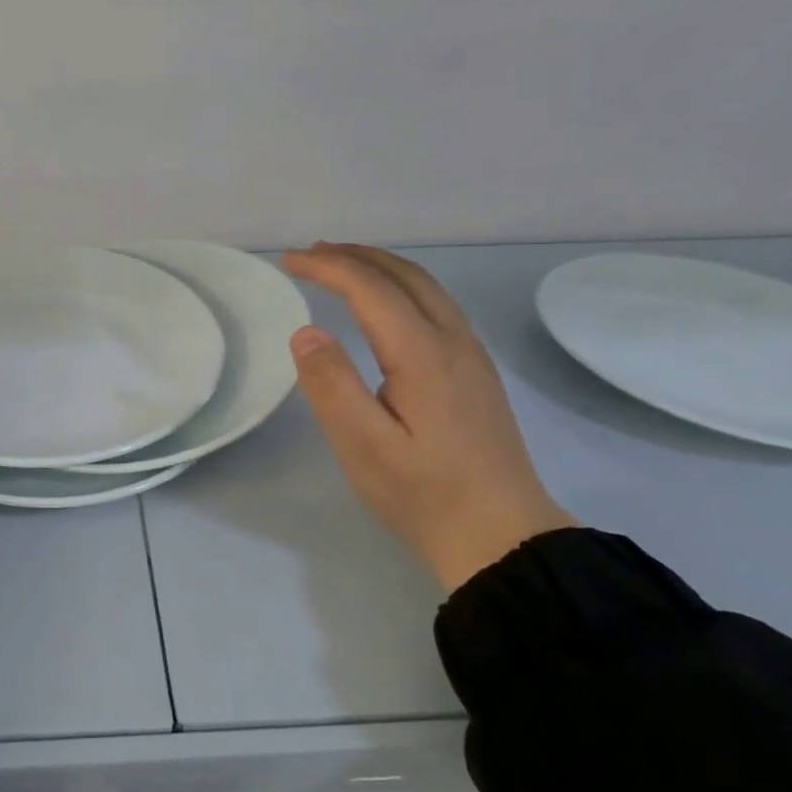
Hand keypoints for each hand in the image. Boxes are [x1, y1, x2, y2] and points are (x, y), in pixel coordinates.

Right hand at [284, 243, 572, 590]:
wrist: (503, 537)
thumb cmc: (424, 495)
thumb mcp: (364, 447)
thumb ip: (332, 386)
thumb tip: (306, 331)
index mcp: (423, 354)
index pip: (371, 289)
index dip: (328, 267)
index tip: (289, 261)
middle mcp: (454, 342)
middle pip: (406, 276)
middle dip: (356, 256)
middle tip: (311, 254)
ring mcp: (472, 357)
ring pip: (428, 288)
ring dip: (382, 267)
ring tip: (343, 266)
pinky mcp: (477, 374)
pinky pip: (438, 306)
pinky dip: (403, 287)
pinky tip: (387, 306)